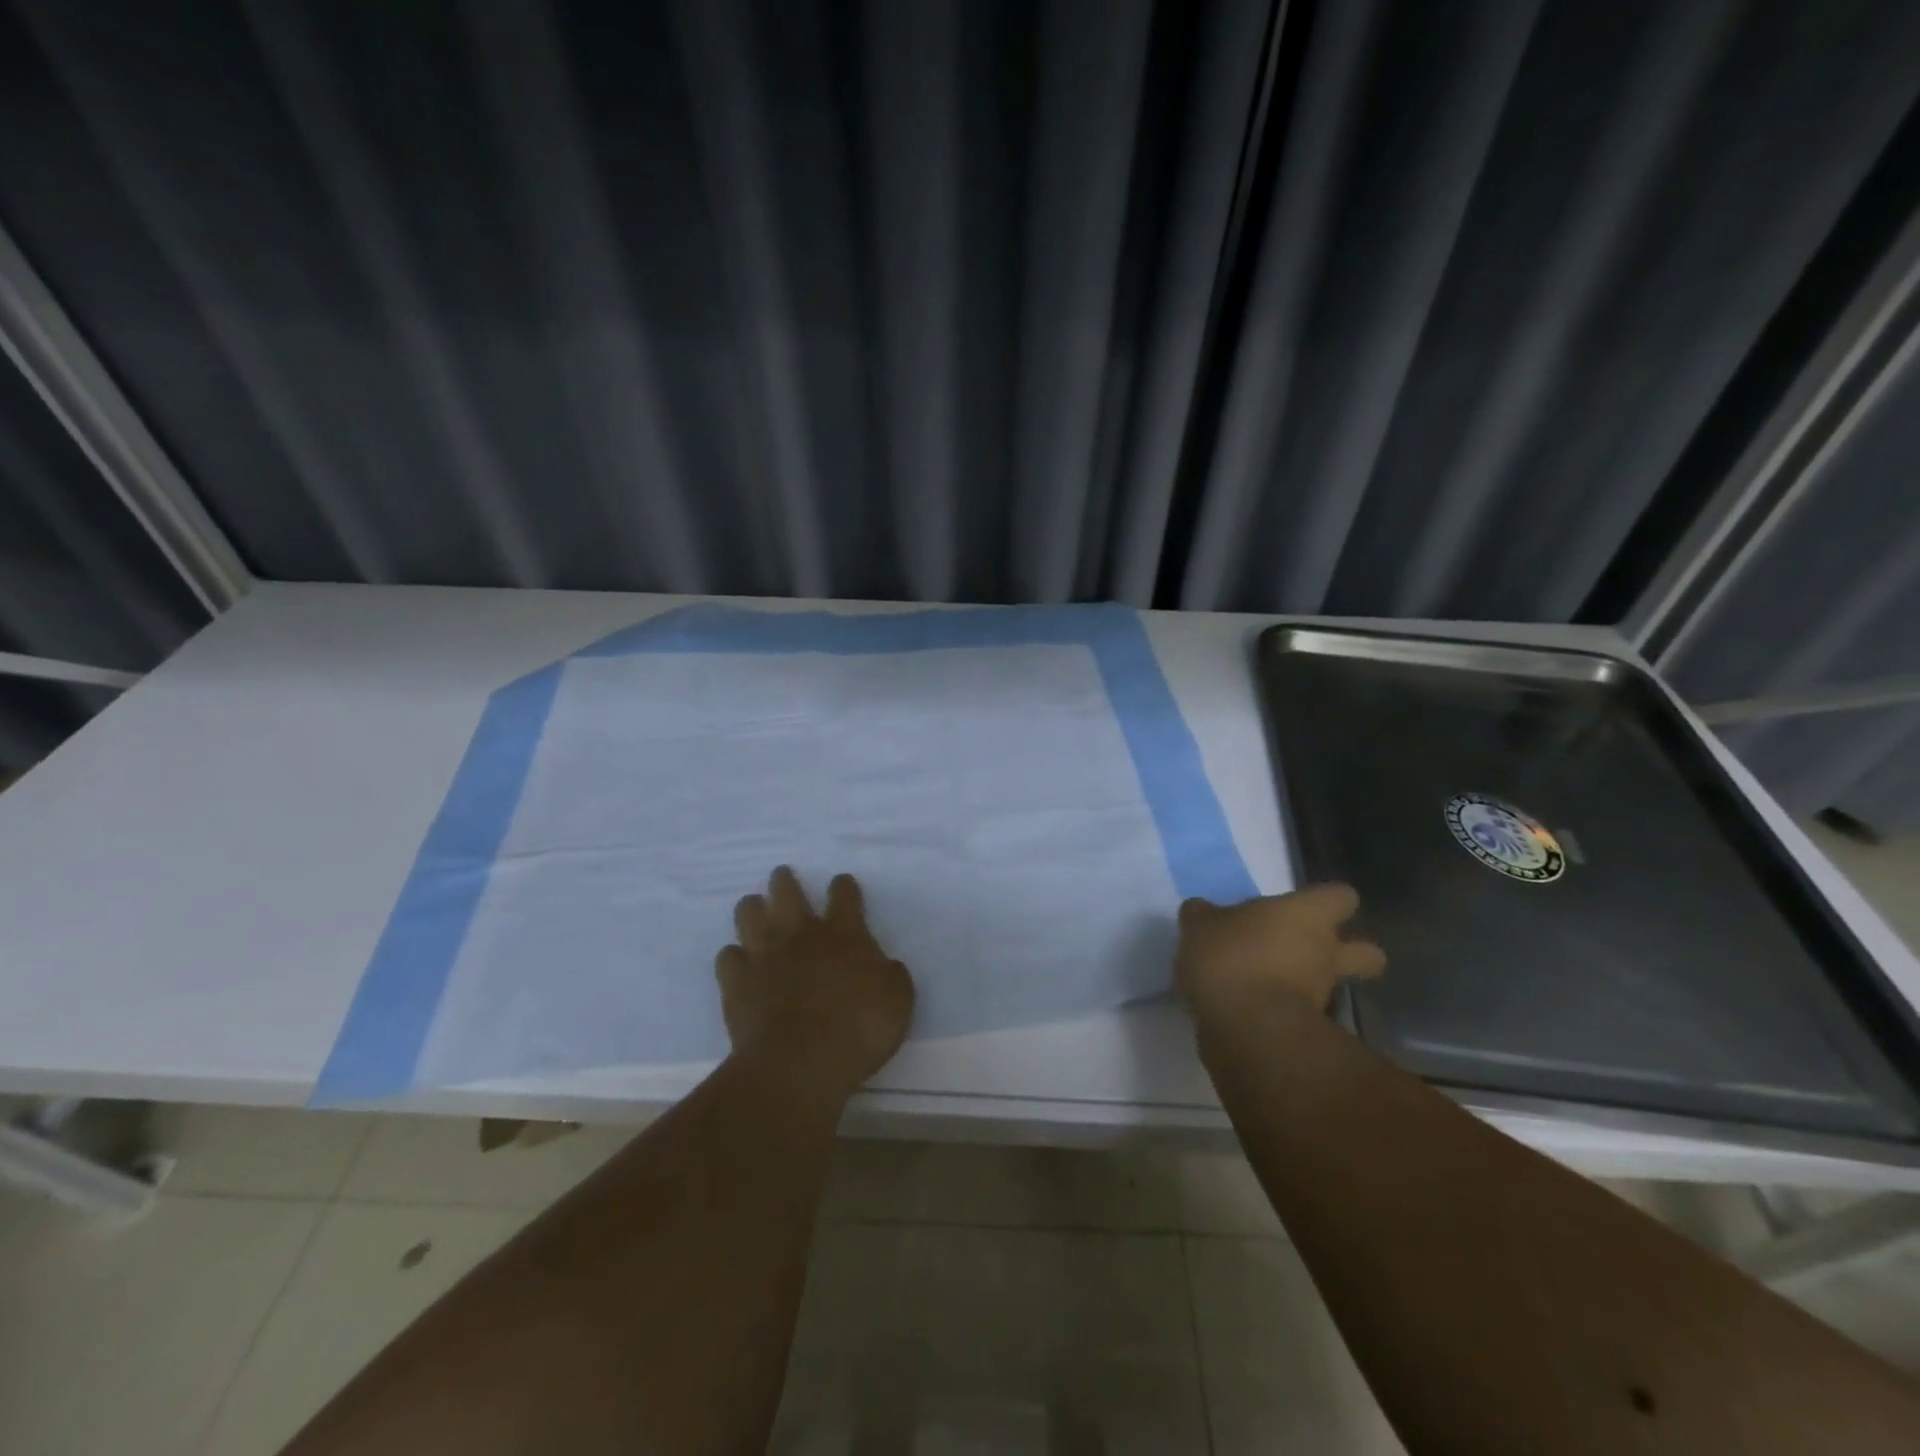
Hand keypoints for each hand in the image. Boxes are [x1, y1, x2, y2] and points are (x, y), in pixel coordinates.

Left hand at [717, 867, 915, 1103]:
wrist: (799, 1064)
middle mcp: (801, 934)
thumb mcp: (898, 1000)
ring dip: (753, 909)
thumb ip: (891, 975)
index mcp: (844, 933)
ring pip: (749, 914)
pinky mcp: (736, 982)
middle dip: (784, 881)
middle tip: (783, 878)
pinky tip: (739, 963)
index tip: (842, 885)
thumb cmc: (858, 1030)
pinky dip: (734, 957)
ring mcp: (764, 955)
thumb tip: (883, 966)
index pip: (844, 894)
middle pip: (786, 891)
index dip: (843, 886)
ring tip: (755, 910)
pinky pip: (728, 956)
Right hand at [1175, 883, 1385, 1020]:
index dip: (1325, 901)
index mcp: (1305, 915)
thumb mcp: (1200, 925)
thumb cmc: (1230, 958)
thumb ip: (1205, 915)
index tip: (1300, 907)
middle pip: (1367, 952)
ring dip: (1311, 985)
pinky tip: (1253, 1009)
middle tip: (1307, 951)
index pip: (1341, 897)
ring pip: (1334, 986)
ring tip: (1270, 983)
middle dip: (1349, 953)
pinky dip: (1285, 1011)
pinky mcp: (1309, 1031)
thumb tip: (1203, 911)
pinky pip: (1304, 1015)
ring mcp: (1322, 996)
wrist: (1245, 1029)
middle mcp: (1325, 952)